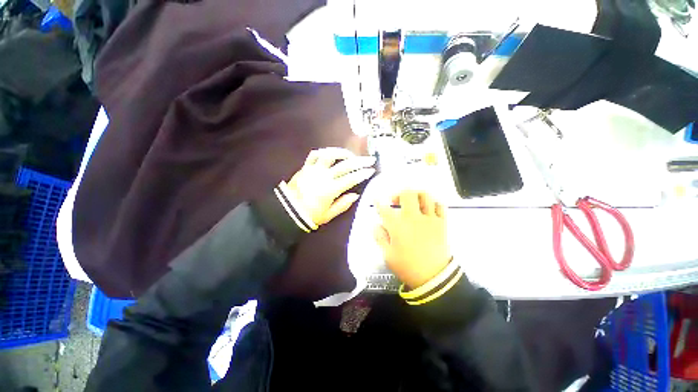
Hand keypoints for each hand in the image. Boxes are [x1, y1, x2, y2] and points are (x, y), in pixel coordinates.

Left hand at [285, 148, 375, 225]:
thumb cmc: (310, 215)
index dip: (363, 173)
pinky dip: (324, 152)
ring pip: (329, 155)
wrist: (287, 211)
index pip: (351, 178)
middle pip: (345, 165)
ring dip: (342, 152)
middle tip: (369, 159)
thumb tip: (355, 195)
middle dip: (359, 161)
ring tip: (350, 154)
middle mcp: (324, 176)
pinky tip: (330, 153)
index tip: (371, 170)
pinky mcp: (305, 167)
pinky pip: (314, 155)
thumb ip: (343, 204)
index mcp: (331, 189)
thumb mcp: (329, 215)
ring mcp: (314, 170)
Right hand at [375, 190, 450, 287]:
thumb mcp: (387, 255)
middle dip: (399, 194)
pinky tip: (428, 208)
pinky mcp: (441, 223)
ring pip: (424, 196)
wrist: (434, 278)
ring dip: (416, 195)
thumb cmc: (407, 267)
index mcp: (398, 226)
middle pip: (407, 194)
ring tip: (412, 200)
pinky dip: (433, 203)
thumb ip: (380, 238)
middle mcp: (413, 218)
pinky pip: (440, 205)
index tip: (376, 200)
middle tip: (395, 201)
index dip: (378, 203)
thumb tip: (377, 225)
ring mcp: (429, 219)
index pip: (384, 209)